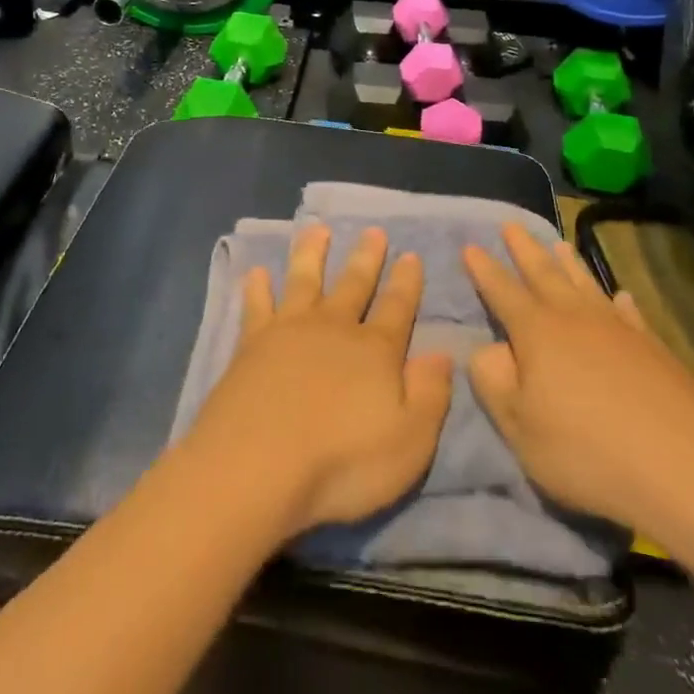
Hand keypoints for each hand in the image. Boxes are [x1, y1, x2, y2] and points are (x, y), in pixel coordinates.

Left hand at [186, 227, 453, 542]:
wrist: (257, 464)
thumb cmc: (342, 462)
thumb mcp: (409, 440)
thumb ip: (429, 394)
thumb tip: (442, 353)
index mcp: (375, 351)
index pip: (398, 308)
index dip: (407, 283)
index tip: (411, 255)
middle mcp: (333, 329)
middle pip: (354, 285)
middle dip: (366, 258)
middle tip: (373, 231)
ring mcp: (288, 331)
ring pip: (304, 280)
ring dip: (312, 253)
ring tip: (317, 229)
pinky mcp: (251, 344)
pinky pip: (257, 305)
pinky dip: (258, 288)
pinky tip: (256, 272)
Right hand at [463, 225, 693, 543]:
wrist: (683, 471)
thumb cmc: (586, 452)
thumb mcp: (518, 426)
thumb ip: (492, 381)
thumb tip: (486, 348)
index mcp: (537, 333)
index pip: (502, 291)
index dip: (485, 270)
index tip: (471, 247)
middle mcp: (575, 319)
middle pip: (544, 274)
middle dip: (524, 249)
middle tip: (511, 224)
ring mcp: (618, 330)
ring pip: (586, 285)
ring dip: (569, 263)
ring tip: (558, 243)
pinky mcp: (654, 348)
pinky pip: (629, 313)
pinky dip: (619, 301)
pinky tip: (619, 295)